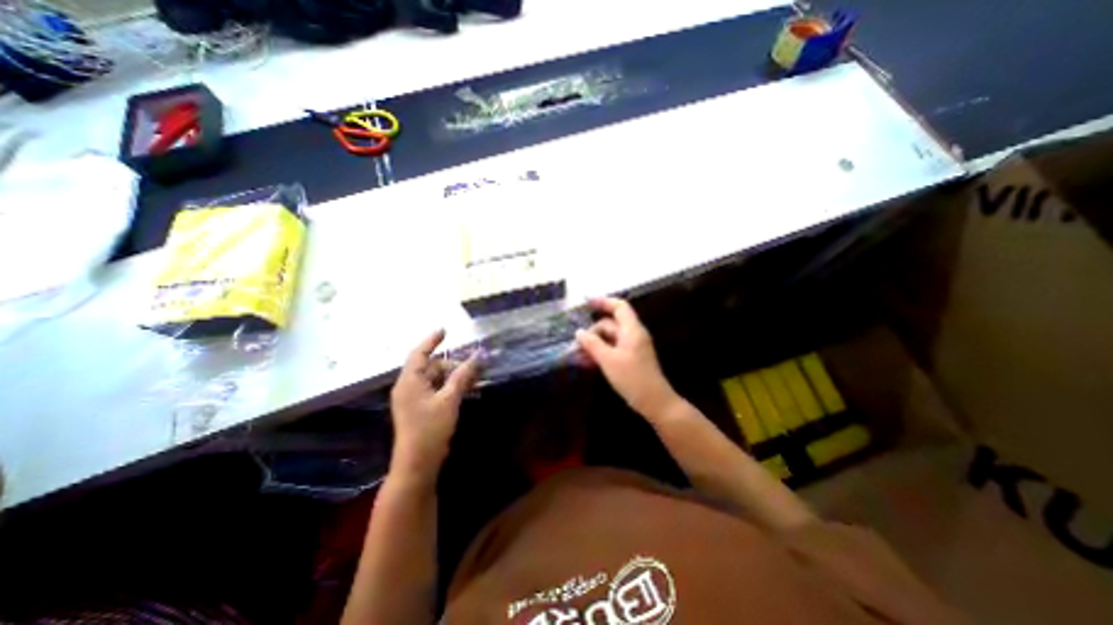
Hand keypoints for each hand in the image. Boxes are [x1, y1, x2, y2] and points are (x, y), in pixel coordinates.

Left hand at [388, 329, 476, 484]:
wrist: (417, 464)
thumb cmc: (430, 429)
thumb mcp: (449, 400)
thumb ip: (462, 376)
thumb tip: (476, 356)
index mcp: (410, 381)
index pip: (419, 353)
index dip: (432, 340)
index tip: (445, 330)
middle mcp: (408, 387)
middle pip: (430, 366)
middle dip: (452, 363)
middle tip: (473, 364)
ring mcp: (413, 399)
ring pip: (435, 378)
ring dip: (453, 375)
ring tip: (474, 376)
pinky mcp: (420, 409)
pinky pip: (436, 390)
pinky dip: (449, 386)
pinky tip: (465, 388)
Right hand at [577, 295, 681, 423]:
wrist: (655, 402)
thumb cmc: (633, 378)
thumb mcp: (608, 360)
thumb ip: (592, 344)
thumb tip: (579, 332)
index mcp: (632, 330)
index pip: (619, 307)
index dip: (603, 302)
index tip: (586, 304)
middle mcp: (632, 335)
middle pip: (609, 325)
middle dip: (591, 332)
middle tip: (575, 345)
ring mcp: (631, 347)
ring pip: (608, 339)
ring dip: (593, 345)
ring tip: (577, 356)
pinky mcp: (629, 359)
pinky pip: (611, 350)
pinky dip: (600, 353)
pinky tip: (587, 363)